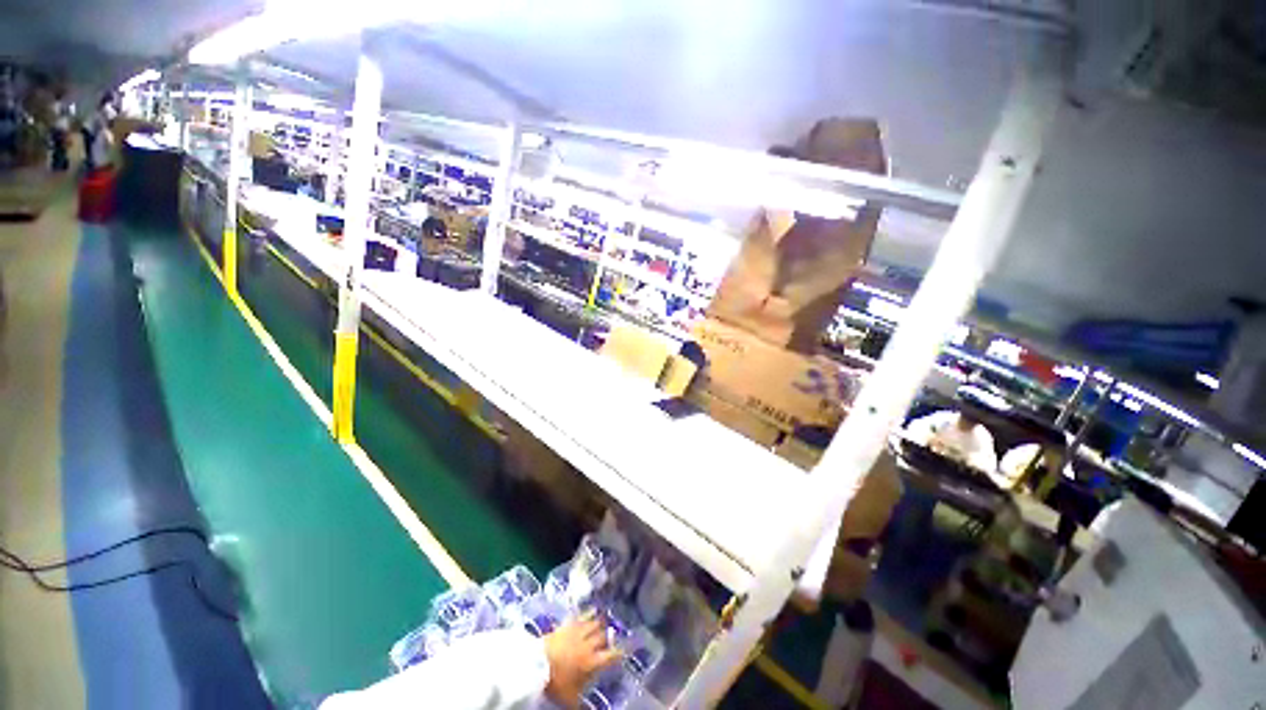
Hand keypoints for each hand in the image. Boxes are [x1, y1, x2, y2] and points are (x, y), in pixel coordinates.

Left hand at [542, 612, 622, 707]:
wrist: (537, 665)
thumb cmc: (556, 683)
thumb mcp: (570, 699)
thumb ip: (583, 704)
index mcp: (592, 662)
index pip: (611, 655)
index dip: (620, 652)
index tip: (626, 649)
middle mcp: (589, 645)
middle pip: (603, 637)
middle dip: (608, 636)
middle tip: (611, 636)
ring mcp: (578, 632)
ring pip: (594, 624)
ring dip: (600, 623)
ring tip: (604, 621)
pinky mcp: (567, 625)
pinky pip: (581, 616)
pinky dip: (587, 613)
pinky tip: (590, 611)